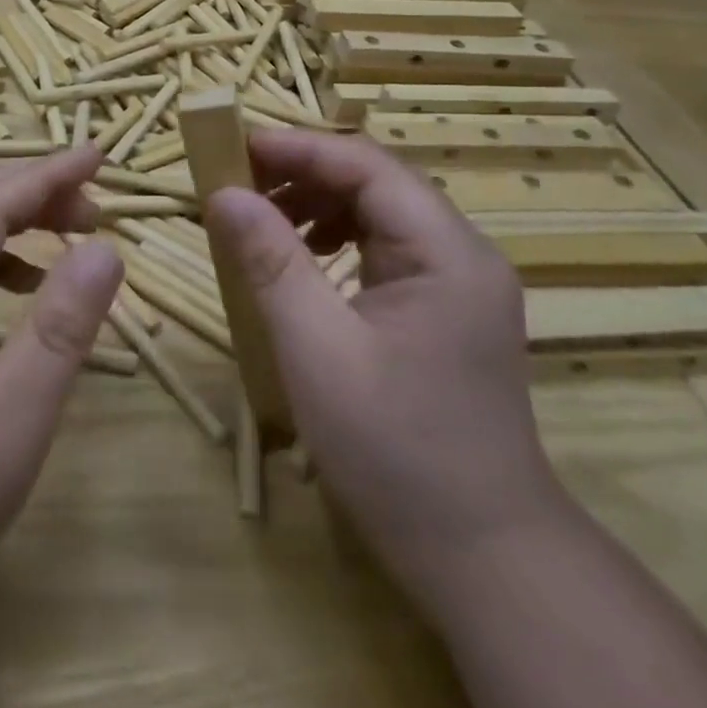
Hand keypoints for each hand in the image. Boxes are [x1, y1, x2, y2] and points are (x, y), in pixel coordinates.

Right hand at [203, 130, 564, 593]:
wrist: (482, 559)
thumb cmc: (395, 450)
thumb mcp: (316, 349)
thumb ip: (270, 261)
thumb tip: (224, 194)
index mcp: (446, 251)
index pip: (366, 165)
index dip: (297, 148)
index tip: (234, 148)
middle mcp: (461, 253)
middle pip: (375, 182)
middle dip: (302, 175)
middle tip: (237, 186)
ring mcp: (458, 283)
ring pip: (378, 213)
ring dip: (316, 206)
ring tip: (262, 223)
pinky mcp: (444, 311)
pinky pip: (384, 250)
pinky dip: (335, 241)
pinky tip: (304, 262)